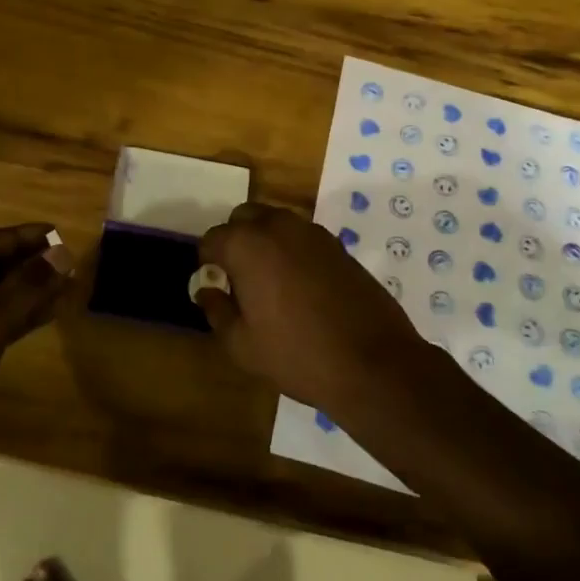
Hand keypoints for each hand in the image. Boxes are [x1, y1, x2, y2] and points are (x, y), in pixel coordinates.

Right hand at [196, 203, 433, 416]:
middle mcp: (278, 226)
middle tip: (239, 278)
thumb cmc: (297, 354)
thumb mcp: (242, 345)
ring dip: (265, 242)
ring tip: (270, 283)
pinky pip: (303, 237)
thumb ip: (217, 311)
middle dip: (235, 240)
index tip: (215, 286)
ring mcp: (313, 232)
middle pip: (244, 218)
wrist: (373, 363)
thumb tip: (206, 290)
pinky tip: (301, 287)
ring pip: (276, 222)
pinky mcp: (339, 245)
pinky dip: (293, 250)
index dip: (208, 262)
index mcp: (247, 245)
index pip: (212, 239)